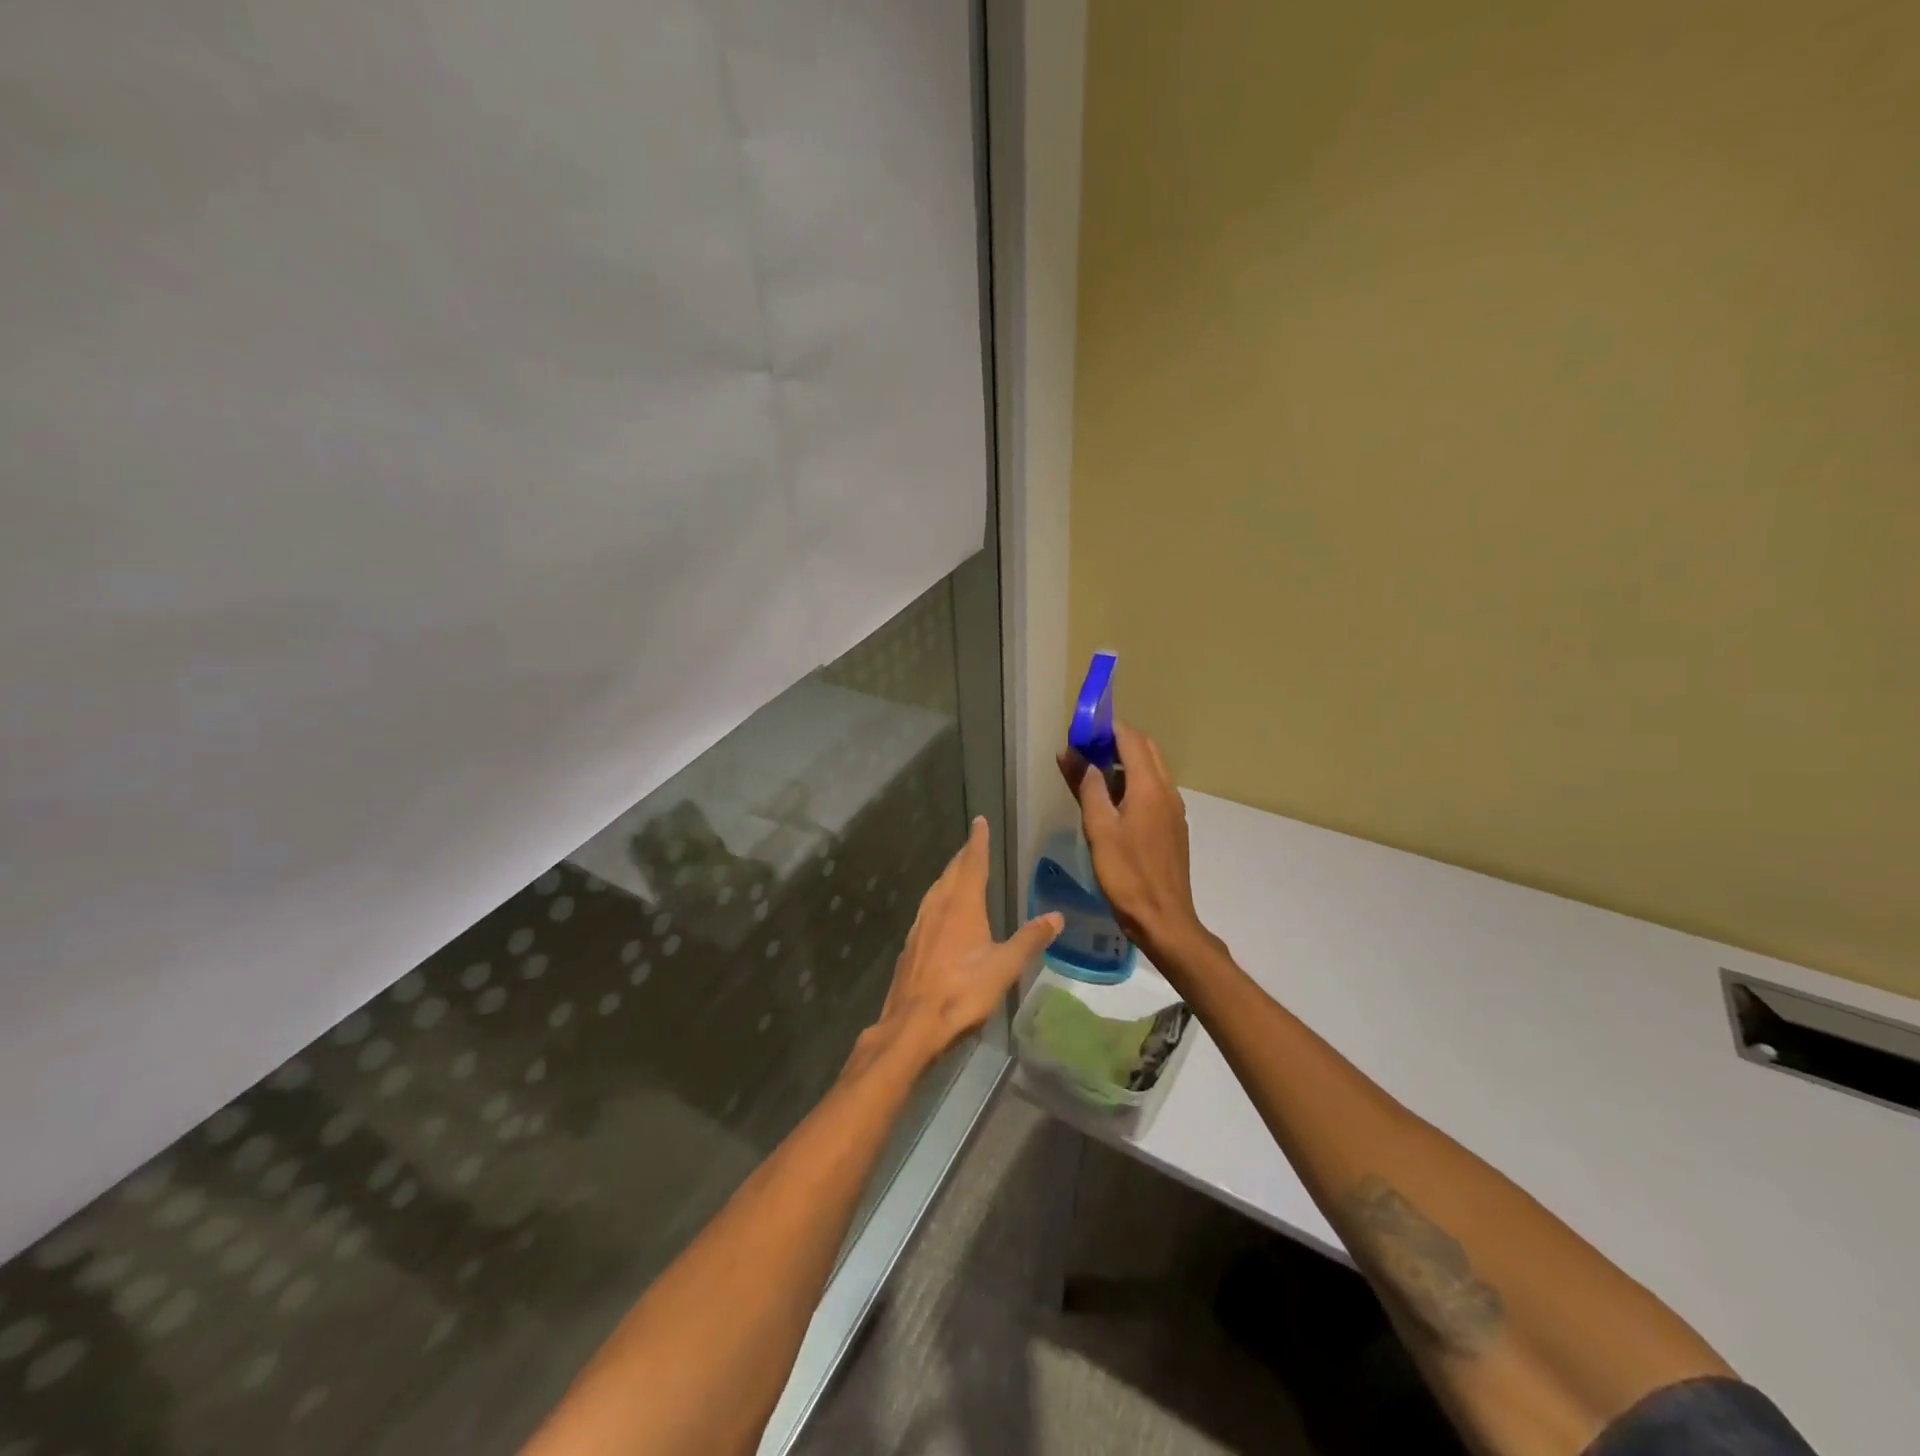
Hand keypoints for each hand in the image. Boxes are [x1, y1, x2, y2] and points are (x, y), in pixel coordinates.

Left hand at [867, 817, 1062, 1071]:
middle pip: (951, 873)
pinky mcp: (911, 945)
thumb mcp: (1004, 967)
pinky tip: (940, 912)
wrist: (912, 1024)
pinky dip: (938, 899)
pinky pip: (927, 909)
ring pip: (936, 890)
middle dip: (964, 856)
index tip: (979, 822)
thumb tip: (1056, 916)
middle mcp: (938, 907)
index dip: (978, 842)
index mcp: (962, 905)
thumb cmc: (962, 992)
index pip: (972, 863)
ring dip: (949, 876)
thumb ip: (1030, 939)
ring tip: (959, 872)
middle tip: (973, 844)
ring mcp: (920, 925)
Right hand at [1057, 721, 1205, 957]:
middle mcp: (1167, 791)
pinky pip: (1153, 791)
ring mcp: (1173, 810)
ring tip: (1091, 775)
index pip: (1131, 739)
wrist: (1164, 919)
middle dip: (1115, 743)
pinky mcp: (1172, 827)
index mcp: (1150, 787)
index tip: (1080, 731)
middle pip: (1144, 750)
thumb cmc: (1127, 875)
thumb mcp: (1099, 829)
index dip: (1106, 729)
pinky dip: (1132, 784)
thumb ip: (1089, 788)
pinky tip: (1111, 804)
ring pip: (1150, 770)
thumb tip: (1076, 755)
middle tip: (1084, 751)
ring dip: (1123, 763)